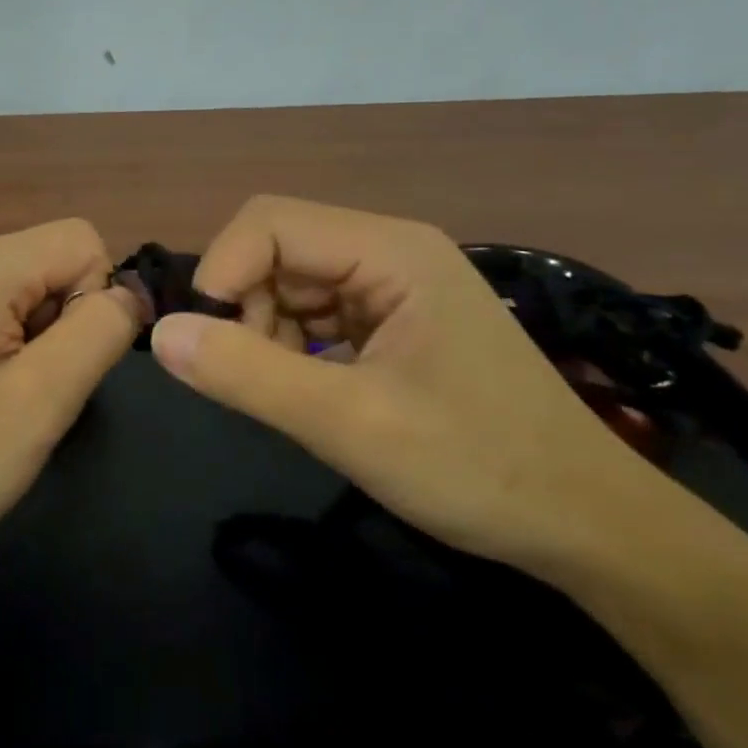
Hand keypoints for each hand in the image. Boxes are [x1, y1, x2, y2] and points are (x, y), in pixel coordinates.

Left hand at [0, 220, 141, 596]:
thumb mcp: (38, 403)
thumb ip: (98, 333)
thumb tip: (130, 293)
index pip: (83, 241)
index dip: (97, 302)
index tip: (63, 368)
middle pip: (50, 263)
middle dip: (64, 325)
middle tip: (30, 397)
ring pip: (21, 292)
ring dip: (33, 344)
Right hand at [149, 196, 649, 574]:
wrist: (587, 525)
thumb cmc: (479, 468)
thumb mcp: (352, 425)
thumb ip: (249, 375)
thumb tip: (160, 334)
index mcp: (390, 250)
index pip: (269, 223)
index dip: (222, 272)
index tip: (206, 344)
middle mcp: (389, 251)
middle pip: (277, 250)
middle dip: (245, 308)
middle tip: (251, 379)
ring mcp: (393, 287)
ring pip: (290, 284)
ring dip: (266, 333)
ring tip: (288, 397)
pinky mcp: (393, 323)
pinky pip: (315, 315)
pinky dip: (293, 350)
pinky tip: (313, 395)